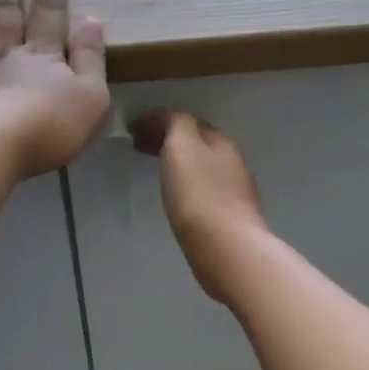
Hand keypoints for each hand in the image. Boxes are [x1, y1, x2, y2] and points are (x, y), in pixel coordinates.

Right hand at [130, 110, 268, 303]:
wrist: (226, 249)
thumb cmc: (198, 195)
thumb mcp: (182, 146)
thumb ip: (175, 124)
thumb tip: (168, 120)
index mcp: (220, 142)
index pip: (189, 122)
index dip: (160, 122)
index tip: (133, 130)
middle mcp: (233, 163)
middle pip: (199, 145)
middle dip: (171, 142)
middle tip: (140, 148)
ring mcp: (235, 194)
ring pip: (204, 169)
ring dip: (181, 165)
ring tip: (157, 172)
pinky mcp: (231, 221)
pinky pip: (206, 193)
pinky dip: (189, 187)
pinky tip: (178, 200)